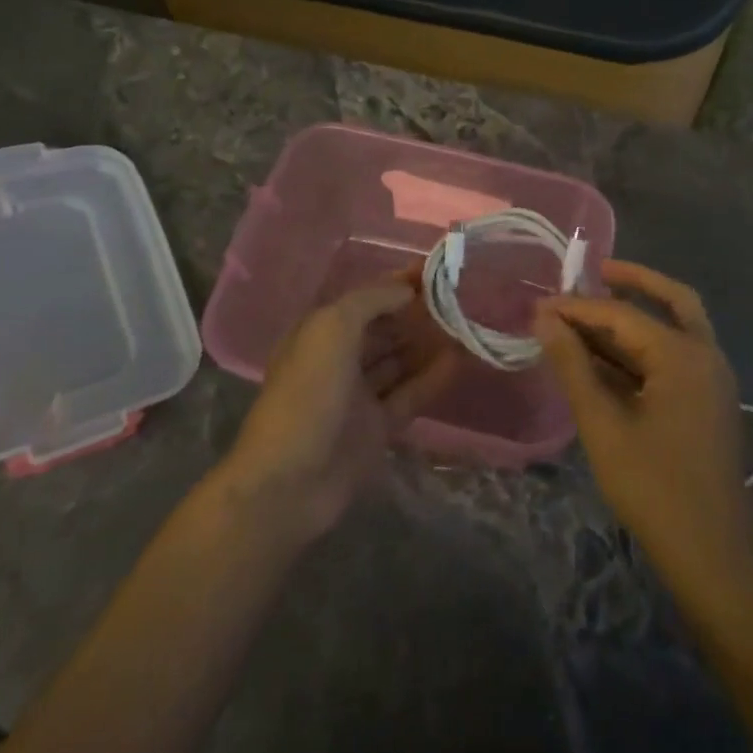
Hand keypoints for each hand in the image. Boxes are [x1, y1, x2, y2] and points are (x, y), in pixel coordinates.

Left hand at [221, 275, 459, 542]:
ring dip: (425, 344)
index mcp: (320, 332)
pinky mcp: (375, 429)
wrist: (289, 481)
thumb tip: (406, 290)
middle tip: (456, 299)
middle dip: (413, 313)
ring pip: (397, 362)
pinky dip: (431, 378)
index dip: (395, 283)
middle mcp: (338, 359)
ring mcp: (357, 397)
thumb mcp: (332, 329)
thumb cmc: (308, 393)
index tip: (433, 271)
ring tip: (463, 325)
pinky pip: (408, 396)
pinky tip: (458, 361)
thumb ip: (370, 301)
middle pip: (382, 329)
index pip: (364, 299)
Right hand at [535, 260, 752, 582]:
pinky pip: (675, 356)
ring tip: (588, 314)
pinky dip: (644, 346)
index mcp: (683, 354)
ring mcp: (712, 380)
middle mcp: (705, 355)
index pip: (622, 313)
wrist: (714, 558)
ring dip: (635, 317)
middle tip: (593, 270)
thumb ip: (573, 365)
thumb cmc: (654, 488)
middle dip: (632, 281)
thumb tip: (544, 317)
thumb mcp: (603, 424)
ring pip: (675, 327)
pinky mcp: (708, 402)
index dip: (578, 307)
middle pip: (670, 301)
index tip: (539, 306)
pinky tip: (608, 357)